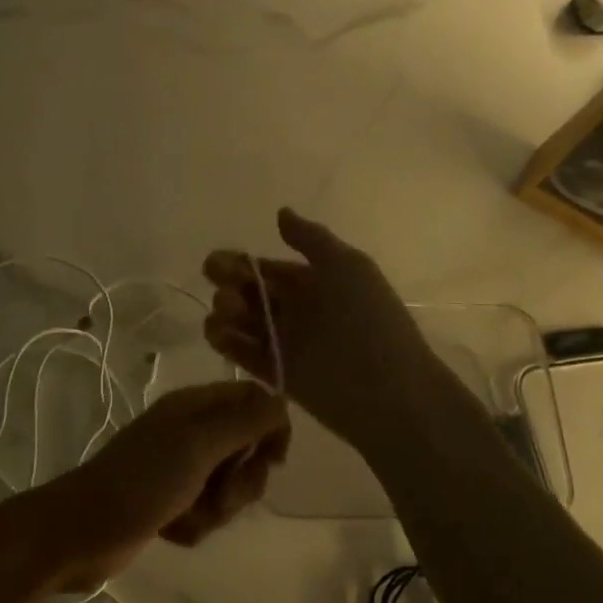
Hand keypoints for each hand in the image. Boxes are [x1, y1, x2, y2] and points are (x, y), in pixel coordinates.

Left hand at [10, 381, 290, 593]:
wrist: (81, 532)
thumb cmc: (142, 481)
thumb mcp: (198, 444)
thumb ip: (245, 420)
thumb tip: (282, 403)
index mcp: (195, 406)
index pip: (254, 400)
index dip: (271, 429)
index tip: (272, 461)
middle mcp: (190, 431)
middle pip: (247, 448)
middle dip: (240, 481)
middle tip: (218, 494)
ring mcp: (179, 468)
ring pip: (229, 485)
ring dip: (216, 509)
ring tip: (188, 517)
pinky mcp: (170, 502)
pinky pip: (206, 511)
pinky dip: (195, 525)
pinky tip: (172, 530)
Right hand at [203, 207, 444, 450]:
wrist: (386, 390)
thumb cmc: (367, 320)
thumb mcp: (347, 267)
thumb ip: (311, 239)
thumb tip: (281, 213)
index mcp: (316, 282)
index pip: (269, 269)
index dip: (240, 263)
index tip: (215, 263)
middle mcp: (299, 311)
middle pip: (251, 294)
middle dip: (229, 285)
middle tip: (221, 286)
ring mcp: (287, 344)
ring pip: (244, 323)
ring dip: (225, 313)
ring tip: (225, 312)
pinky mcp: (278, 375)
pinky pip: (246, 355)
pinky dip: (227, 343)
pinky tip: (217, 332)